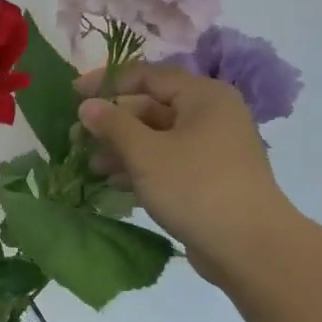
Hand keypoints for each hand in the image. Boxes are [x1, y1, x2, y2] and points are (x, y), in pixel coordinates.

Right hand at [76, 64, 297, 283]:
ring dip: (122, 149)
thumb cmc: (195, 187)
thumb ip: (113, 125)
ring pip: (157, 138)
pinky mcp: (208, 177)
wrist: (248, 246)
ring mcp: (212, 148)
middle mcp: (211, 115)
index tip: (73, 95)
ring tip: (91, 167)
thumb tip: (87, 105)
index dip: (107, 82)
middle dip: (112, 123)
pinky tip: (114, 184)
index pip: (147, 76)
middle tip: (76, 139)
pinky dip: (140, 168)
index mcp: (203, 97)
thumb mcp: (145, 153)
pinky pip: (167, 162)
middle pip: (152, 107)